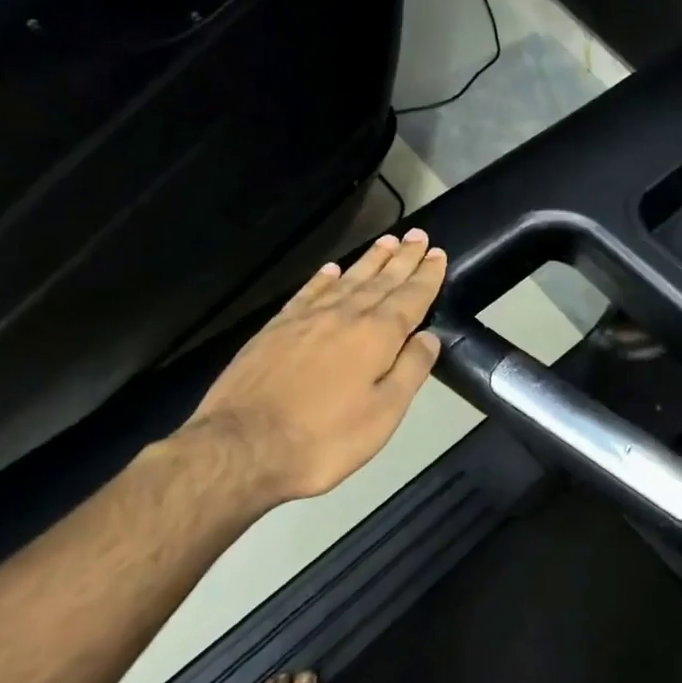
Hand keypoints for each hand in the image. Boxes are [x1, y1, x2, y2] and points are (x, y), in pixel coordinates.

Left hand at [180, 229, 446, 509]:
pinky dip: (323, 278)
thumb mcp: (384, 414)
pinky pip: (308, 292)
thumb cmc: (324, 438)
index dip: (427, 275)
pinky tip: (332, 269)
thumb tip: (429, 337)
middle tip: (418, 235)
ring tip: (387, 241)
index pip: (410, 297)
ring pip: (347, 280)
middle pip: (381, 280)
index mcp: (376, 336)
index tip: (438, 254)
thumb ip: (410, 370)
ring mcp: (306, 319)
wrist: (242, 447)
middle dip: (403, 258)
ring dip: (370, 260)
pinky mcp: (275, 329)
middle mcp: (345, 316)